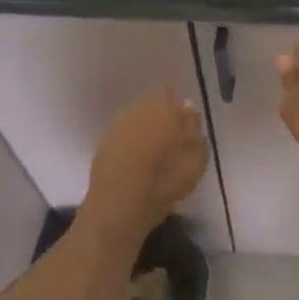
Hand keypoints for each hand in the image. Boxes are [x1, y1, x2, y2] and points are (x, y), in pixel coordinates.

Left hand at [82, 90, 208, 245]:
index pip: (171, 95)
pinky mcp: (103, 145)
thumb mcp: (196, 158)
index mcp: (162, 107)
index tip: (184, 127)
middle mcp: (137, 109)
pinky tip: (137, 166)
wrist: (118, 204)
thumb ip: (193, 128)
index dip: (177, 110)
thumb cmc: (165, 179)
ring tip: (155, 157)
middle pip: (152, 107)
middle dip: (161, 119)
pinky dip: (131, 147)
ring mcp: (116, 126)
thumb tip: (187, 107)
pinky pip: (123, 139)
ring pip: (136, 122)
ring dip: (145, 133)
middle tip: (172, 142)